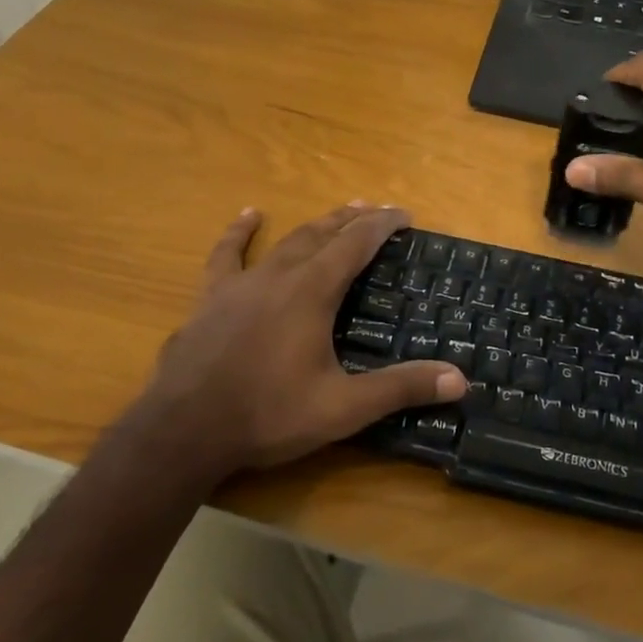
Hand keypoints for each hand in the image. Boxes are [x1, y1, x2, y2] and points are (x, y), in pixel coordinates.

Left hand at [139, 203, 465, 479]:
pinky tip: (249, 215)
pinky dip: (240, 233)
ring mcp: (241, 284)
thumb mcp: (342, 408)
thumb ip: (400, 389)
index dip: (383, 226)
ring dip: (315, 224)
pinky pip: (227, 255)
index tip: (405, 215)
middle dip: (353, 220)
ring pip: (286, 241)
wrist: (183, 431)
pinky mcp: (211, 298)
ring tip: (337, 211)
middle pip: (323, 234)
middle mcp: (280, 276)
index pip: (356, 244)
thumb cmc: (267, 415)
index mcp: (313, 292)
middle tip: (376, 210)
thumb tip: (459, 379)